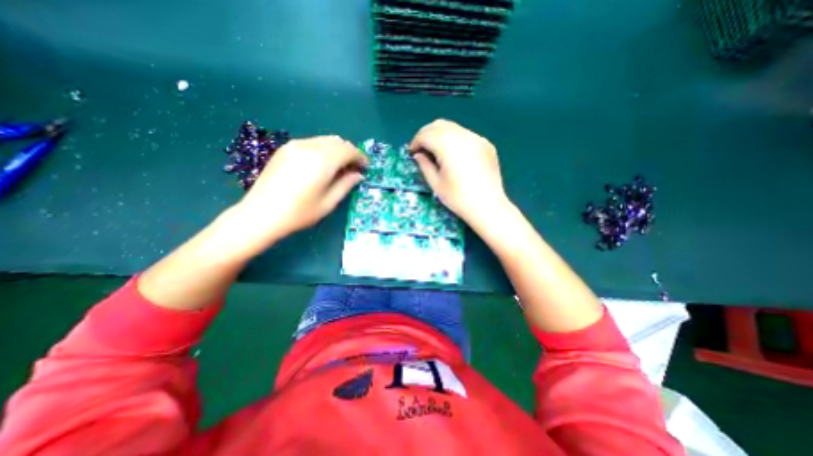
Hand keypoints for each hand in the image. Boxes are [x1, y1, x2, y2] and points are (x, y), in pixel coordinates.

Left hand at [235, 134, 368, 240]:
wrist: (261, 214)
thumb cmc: (299, 213)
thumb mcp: (328, 203)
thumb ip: (346, 185)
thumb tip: (358, 175)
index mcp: (322, 161)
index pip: (348, 150)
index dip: (360, 157)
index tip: (365, 167)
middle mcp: (309, 147)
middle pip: (338, 141)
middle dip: (350, 152)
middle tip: (354, 168)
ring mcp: (295, 145)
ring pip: (325, 140)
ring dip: (337, 150)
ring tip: (339, 167)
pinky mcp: (285, 148)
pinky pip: (312, 142)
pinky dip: (323, 149)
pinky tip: (322, 164)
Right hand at [413, 117, 506, 224]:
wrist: (488, 207)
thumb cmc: (458, 198)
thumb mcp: (436, 183)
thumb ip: (425, 165)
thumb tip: (418, 154)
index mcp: (448, 146)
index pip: (427, 134)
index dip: (416, 141)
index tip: (412, 152)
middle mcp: (463, 136)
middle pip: (439, 125)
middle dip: (427, 134)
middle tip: (422, 149)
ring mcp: (477, 139)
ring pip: (453, 127)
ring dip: (441, 135)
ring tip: (437, 152)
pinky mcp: (486, 144)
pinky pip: (466, 135)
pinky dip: (455, 139)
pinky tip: (454, 155)